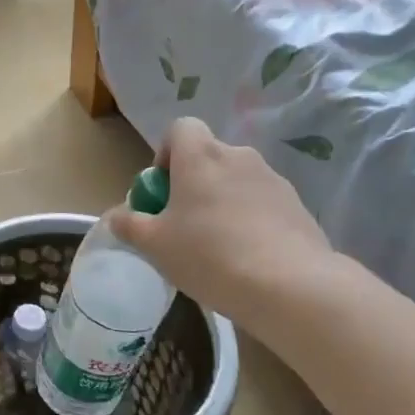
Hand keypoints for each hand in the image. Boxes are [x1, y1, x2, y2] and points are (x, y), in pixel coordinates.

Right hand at [108, 117, 338, 339]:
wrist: (291, 286)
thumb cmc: (209, 254)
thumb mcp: (154, 244)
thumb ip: (129, 224)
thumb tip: (116, 216)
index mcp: (200, 155)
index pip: (181, 128)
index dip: (166, 154)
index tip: (163, 191)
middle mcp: (239, 156)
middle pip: (208, 158)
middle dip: (193, 184)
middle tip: (183, 225)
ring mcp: (273, 180)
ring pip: (237, 182)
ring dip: (223, 203)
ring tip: (217, 248)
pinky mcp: (299, 207)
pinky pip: (263, 204)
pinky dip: (251, 221)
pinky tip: (248, 259)